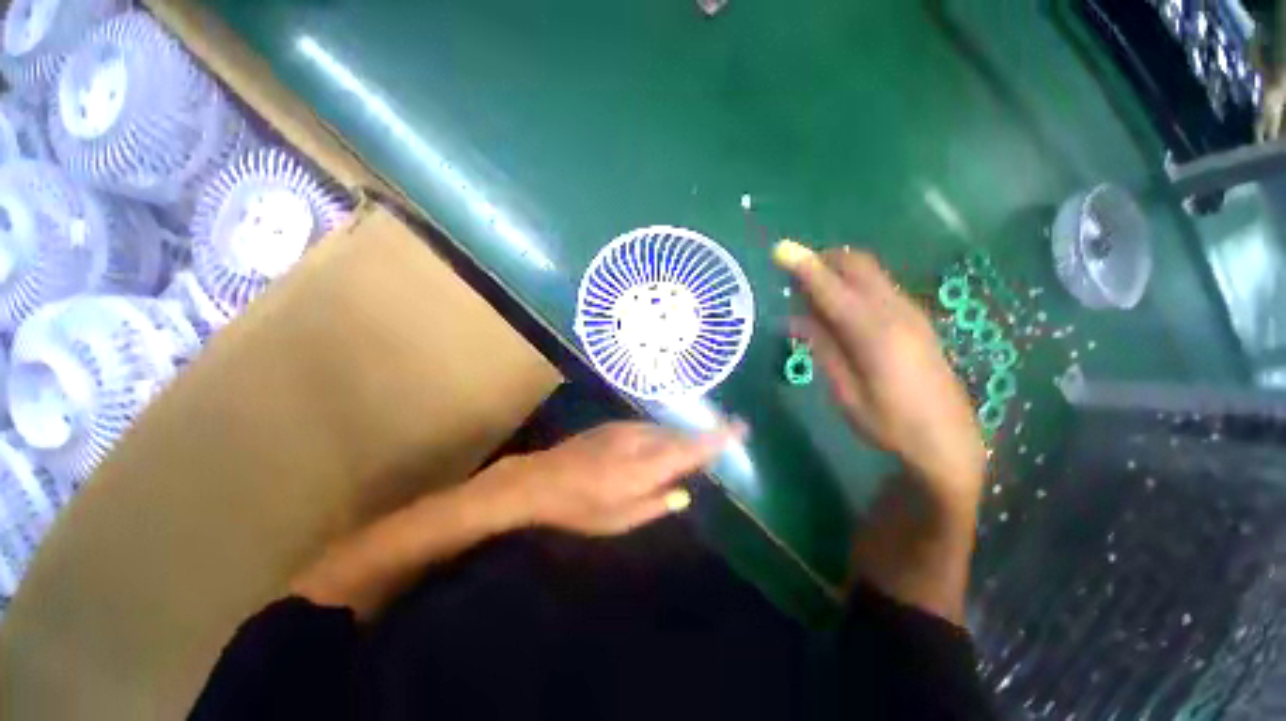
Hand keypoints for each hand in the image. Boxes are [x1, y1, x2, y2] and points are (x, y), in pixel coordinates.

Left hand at [481, 421, 743, 535]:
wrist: (540, 479)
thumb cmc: (579, 508)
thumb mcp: (619, 519)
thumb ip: (656, 504)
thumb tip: (683, 493)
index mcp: (644, 468)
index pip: (689, 450)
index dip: (716, 439)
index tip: (739, 428)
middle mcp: (640, 442)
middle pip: (680, 435)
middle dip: (704, 435)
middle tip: (724, 436)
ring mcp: (626, 429)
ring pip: (665, 430)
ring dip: (682, 436)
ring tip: (696, 444)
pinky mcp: (615, 425)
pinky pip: (649, 427)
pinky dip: (663, 434)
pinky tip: (663, 443)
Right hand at [774, 241, 985, 511]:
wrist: (949, 441)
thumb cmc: (889, 423)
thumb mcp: (845, 392)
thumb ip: (822, 348)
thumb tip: (795, 319)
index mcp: (873, 332)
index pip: (830, 287)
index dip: (803, 266)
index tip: (779, 249)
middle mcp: (895, 311)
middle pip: (857, 264)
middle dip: (823, 259)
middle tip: (794, 277)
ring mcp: (911, 312)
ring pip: (870, 272)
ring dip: (838, 271)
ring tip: (812, 295)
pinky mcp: (917, 319)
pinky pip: (879, 286)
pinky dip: (853, 285)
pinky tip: (840, 310)